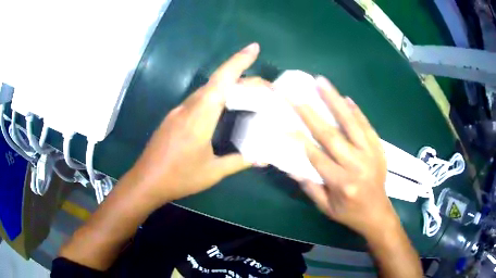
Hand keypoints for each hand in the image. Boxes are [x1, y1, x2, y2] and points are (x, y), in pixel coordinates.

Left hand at [130, 43, 268, 202]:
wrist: (146, 181)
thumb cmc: (179, 178)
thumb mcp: (213, 172)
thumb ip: (239, 161)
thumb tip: (263, 158)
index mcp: (199, 117)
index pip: (221, 81)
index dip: (238, 62)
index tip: (253, 47)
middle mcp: (187, 107)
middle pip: (215, 83)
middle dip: (239, 75)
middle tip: (260, 86)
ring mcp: (177, 111)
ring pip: (205, 90)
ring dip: (226, 87)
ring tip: (246, 94)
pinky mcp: (172, 118)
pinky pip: (197, 100)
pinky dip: (214, 98)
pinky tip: (222, 109)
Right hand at [293, 76, 396, 237]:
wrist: (378, 213)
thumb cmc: (350, 213)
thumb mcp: (326, 208)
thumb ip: (310, 187)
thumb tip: (292, 166)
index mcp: (342, 183)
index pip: (317, 156)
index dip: (299, 139)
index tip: (285, 122)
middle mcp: (356, 165)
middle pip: (331, 135)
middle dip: (310, 113)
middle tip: (296, 94)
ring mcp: (370, 153)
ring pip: (351, 123)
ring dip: (335, 100)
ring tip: (322, 82)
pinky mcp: (379, 148)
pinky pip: (367, 125)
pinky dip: (357, 111)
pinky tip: (346, 97)